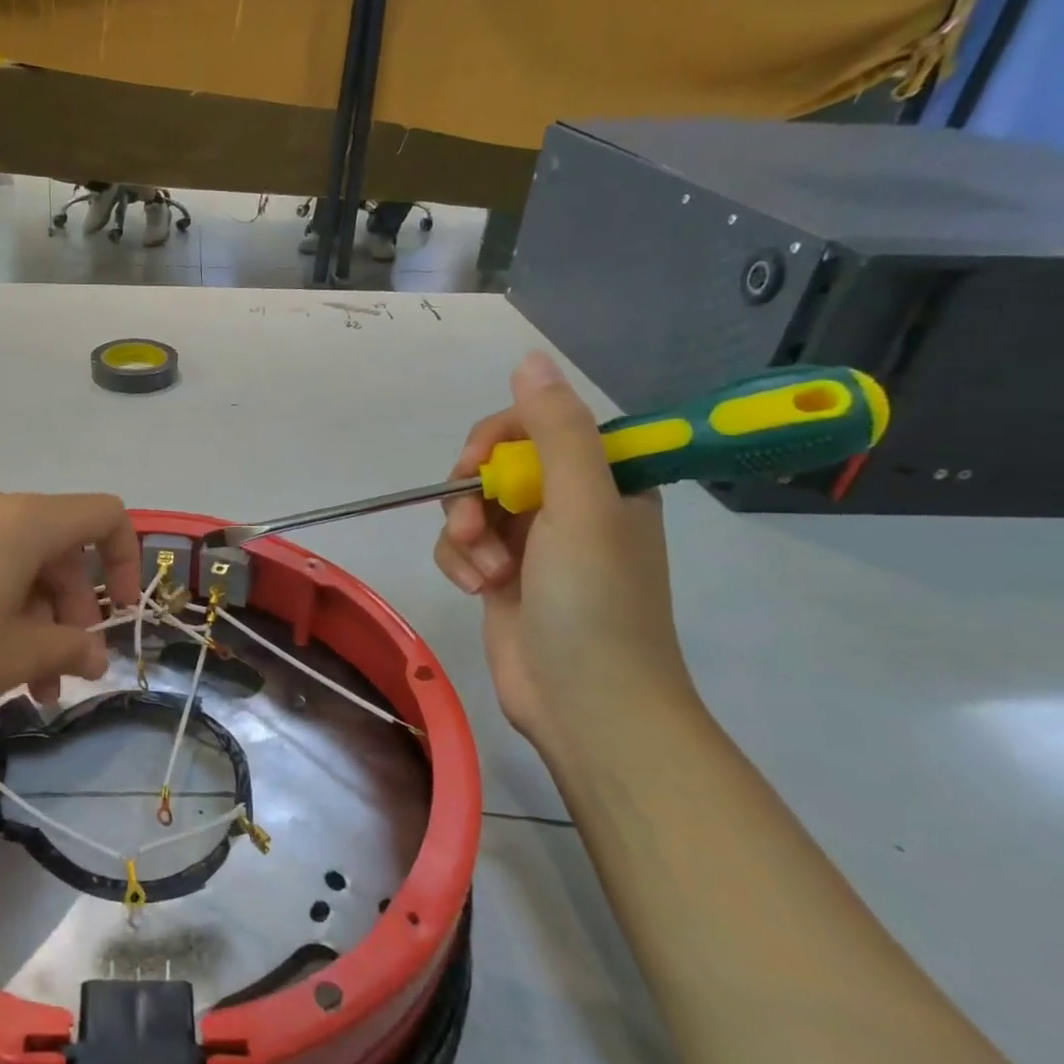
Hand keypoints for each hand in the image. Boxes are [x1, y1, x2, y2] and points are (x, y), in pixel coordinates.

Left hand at [0, 481, 141, 751]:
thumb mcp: (13, 655)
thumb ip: (69, 648)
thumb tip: (97, 655)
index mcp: (25, 519)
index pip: (105, 516)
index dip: (129, 562)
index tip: (121, 616)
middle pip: (60, 547)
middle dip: (72, 612)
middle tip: (63, 674)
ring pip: (18, 562)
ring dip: (34, 617)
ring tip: (24, 684)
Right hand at [435, 353, 694, 750]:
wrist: (587, 704)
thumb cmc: (594, 601)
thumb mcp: (582, 505)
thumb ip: (556, 430)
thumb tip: (529, 359)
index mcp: (603, 479)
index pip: (537, 425)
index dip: (498, 439)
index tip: (478, 467)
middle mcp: (568, 504)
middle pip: (495, 465)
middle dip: (473, 494)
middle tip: (474, 525)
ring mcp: (533, 543)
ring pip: (470, 506)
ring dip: (465, 535)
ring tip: (484, 572)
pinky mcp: (502, 576)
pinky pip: (461, 546)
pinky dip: (460, 563)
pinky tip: (476, 589)